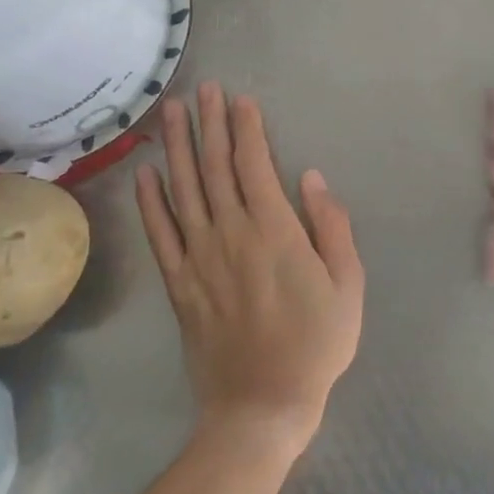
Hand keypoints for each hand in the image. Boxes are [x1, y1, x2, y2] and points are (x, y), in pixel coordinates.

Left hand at [136, 82, 363, 459]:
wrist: (261, 405)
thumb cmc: (316, 343)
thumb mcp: (347, 284)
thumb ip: (331, 227)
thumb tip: (312, 178)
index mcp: (274, 231)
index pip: (255, 166)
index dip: (246, 129)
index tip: (240, 99)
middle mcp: (230, 234)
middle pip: (216, 168)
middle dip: (210, 124)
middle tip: (202, 88)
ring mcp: (199, 258)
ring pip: (184, 191)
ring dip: (177, 148)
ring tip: (171, 113)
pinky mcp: (179, 284)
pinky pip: (160, 234)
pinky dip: (151, 202)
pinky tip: (146, 174)